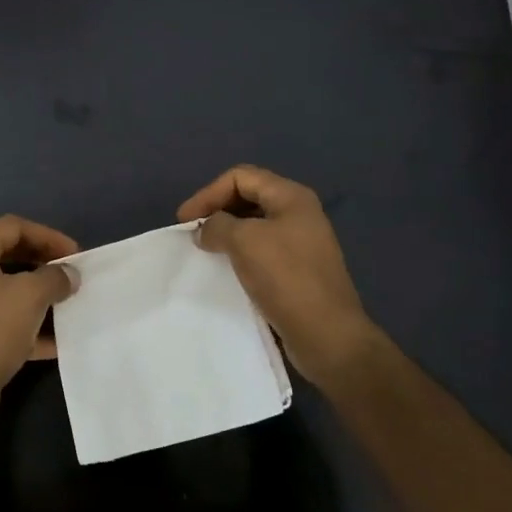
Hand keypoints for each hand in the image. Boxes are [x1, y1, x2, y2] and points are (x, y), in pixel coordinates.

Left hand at [0, 215, 79, 423]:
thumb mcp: (31, 295)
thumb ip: (55, 278)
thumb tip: (68, 275)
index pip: (13, 227)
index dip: (48, 236)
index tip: (74, 254)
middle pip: (9, 258)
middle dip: (43, 266)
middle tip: (69, 276)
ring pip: (6, 292)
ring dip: (38, 297)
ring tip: (66, 305)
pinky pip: (2, 321)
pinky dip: (27, 326)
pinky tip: (55, 341)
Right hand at [178, 164, 395, 388]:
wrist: (327, 335)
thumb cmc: (286, 278)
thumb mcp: (244, 241)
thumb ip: (217, 225)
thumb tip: (206, 230)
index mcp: (291, 197)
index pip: (240, 176)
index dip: (208, 193)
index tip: (184, 220)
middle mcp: (299, 213)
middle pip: (248, 196)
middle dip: (217, 209)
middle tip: (193, 232)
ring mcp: (301, 241)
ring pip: (254, 224)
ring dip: (226, 231)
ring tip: (205, 249)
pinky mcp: (298, 268)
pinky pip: (261, 248)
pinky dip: (239, 251)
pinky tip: (226, 267)